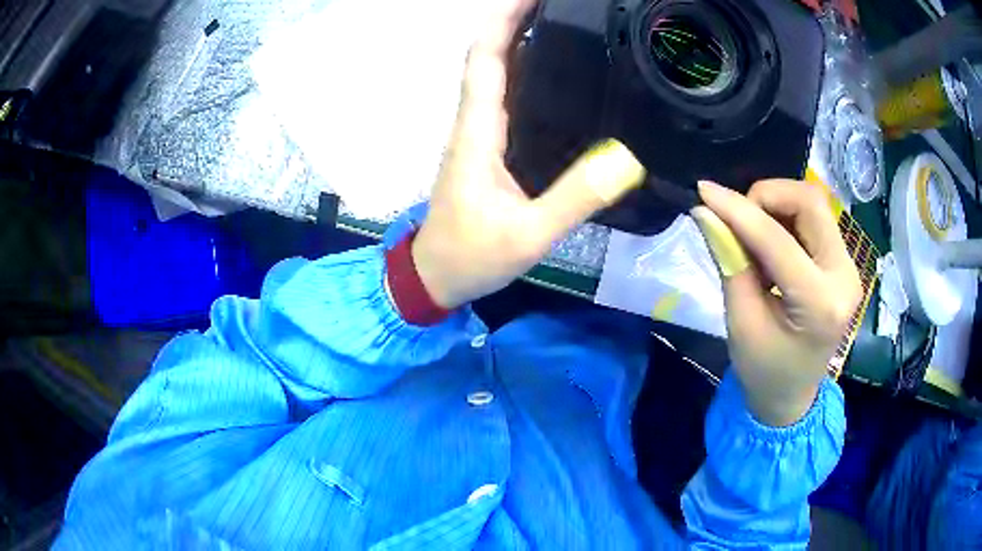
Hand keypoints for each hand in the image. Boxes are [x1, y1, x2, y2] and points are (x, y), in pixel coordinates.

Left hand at [412, 0, 645, 309]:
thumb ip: (576, 199)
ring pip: (494, 74)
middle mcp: (474, 122)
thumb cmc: (472, 255)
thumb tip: (628, 160)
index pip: (485, 58)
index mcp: (478, 131)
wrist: (435, 276)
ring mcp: (478, 134)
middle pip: (488, 56)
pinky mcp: (486, 148)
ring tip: (561, 26)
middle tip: (559, 7)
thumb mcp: (529, 234)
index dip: (504, 20)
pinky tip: (553, 74)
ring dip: (518, 42)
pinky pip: (503, 97)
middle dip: (515, 22)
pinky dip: (522, 73)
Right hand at [692, 180, 861, 426]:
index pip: (778, 240)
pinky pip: (815, 219)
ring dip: (776, 205)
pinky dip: (786, 217)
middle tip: (738, 216)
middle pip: (810, 202)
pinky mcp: (843, 262)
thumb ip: (729, 263)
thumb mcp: (740, 322)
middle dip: (767, 196)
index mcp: (820, 304)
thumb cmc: (763, 370)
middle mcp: (844, 277)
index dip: (738, 210)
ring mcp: (848, 267)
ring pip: (813, 204)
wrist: (791, 396)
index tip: (704, 191)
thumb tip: (706, 212)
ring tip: (752, 232)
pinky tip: (769, 242)